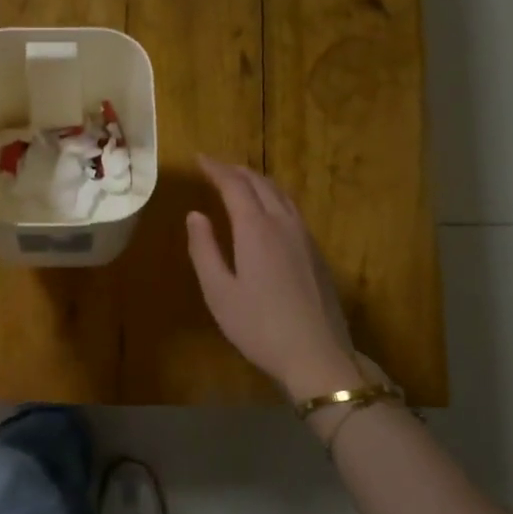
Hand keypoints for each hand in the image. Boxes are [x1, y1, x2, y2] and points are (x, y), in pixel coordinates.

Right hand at [185, 154, 365, 399]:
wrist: (317, 355)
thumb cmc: (259, 326)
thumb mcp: (218, 292)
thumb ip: (204, 249)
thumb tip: (195, 215)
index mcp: (256, 229)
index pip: (234, 185)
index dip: (216, 170)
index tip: (199, 159)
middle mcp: (283, 224)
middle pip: (261, 184)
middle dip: (237, 171)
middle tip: (216, 167)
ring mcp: (305, 238)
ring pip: (281, 195)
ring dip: (258, 182)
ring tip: (240, 182)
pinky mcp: (317, 254)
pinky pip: (292, 210)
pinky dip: (273, 198)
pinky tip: (267, 212)